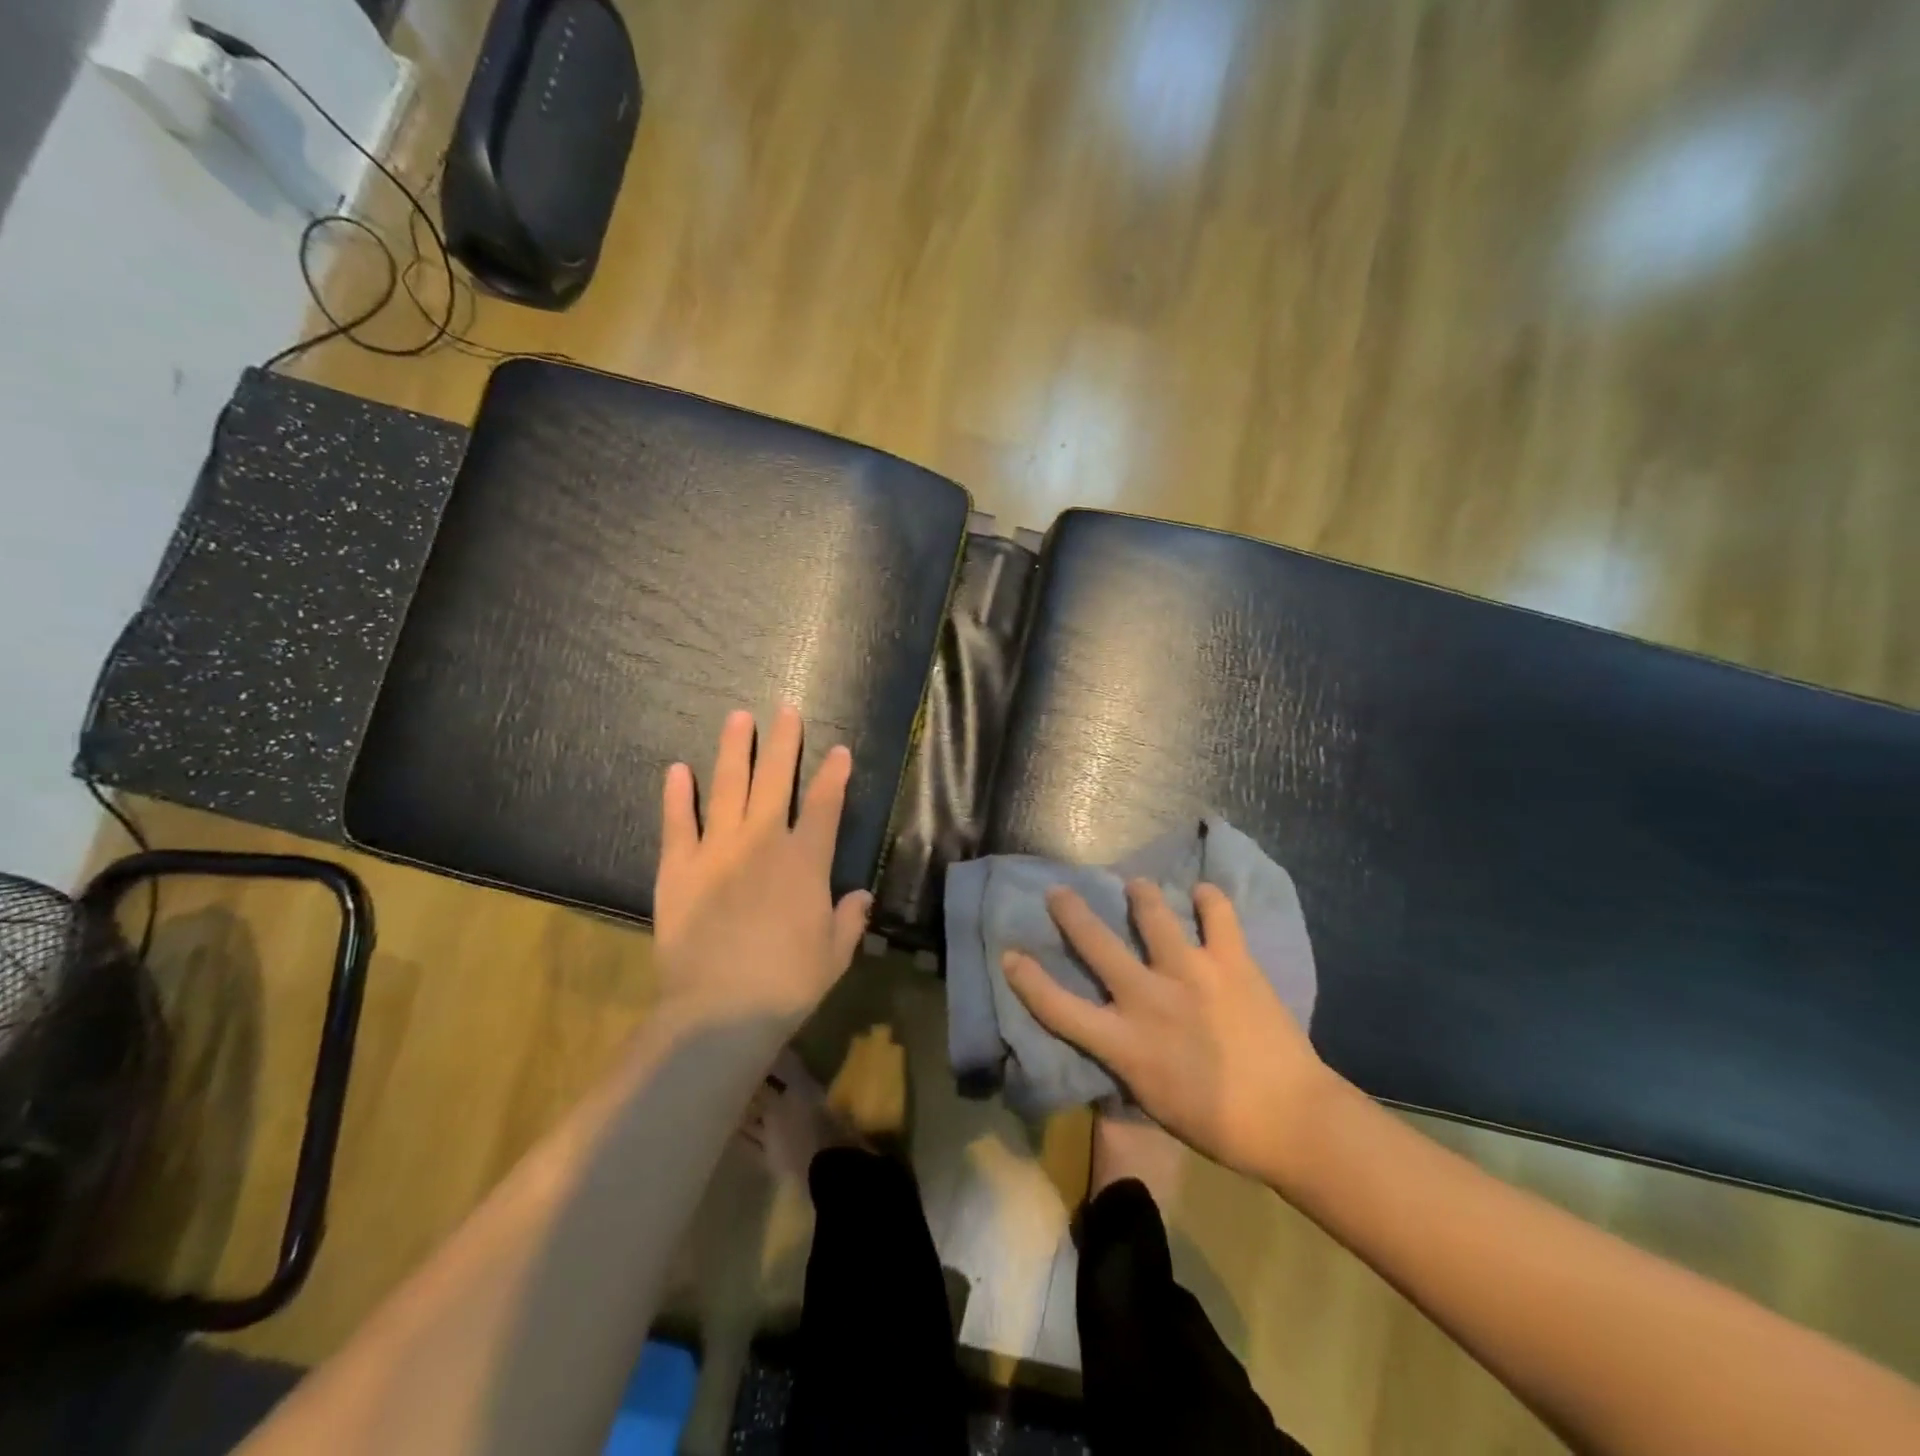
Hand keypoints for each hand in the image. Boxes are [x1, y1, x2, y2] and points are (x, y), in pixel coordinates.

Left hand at [652, 705, 871, 1029]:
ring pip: (728, 788)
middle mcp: (763, 843)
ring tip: (738, 718)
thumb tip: (860, 896)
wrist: (720, 1011)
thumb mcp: (834, 955)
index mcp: (805, 862)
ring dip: (734, 751)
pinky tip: (677, 769)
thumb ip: (848, 920)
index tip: (840, 751)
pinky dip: (677, 795)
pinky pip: (678, 823)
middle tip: (785, 710)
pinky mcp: (678, 869)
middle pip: (775, 781)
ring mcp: (717, 851)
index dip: (834, 776)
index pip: (824, 806)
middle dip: (783, 743)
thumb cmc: (787, 984)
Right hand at [1003, 880, 1336, 1184]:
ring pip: (1153, 914)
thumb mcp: (1152, 1100)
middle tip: (1060, 891)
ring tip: (1137, 886)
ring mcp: (1190, 973)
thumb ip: (1125, 1058)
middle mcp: (1148, 998)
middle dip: (1071, 913)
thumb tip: (1112, 1033)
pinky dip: (1208, 900)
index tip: (1009, 954)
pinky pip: (1217, 914)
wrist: (1292, 1119)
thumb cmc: (1218, 1124)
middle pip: (1095, 944)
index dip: (1027, 980)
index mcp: (1125, 1043)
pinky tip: (1203, 894)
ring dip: (1141, 895)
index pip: (1059, 1008)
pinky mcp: (1231, 961)